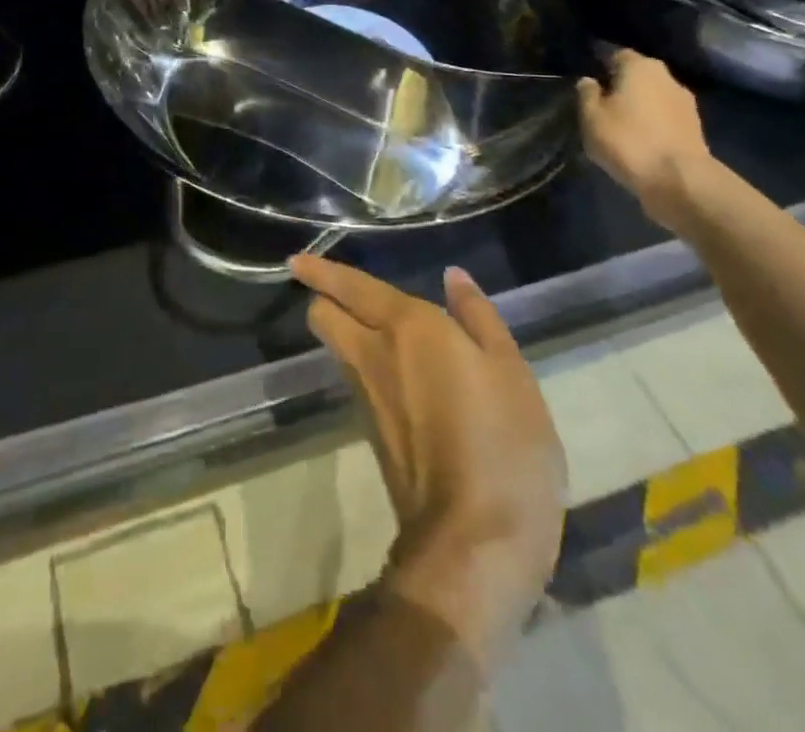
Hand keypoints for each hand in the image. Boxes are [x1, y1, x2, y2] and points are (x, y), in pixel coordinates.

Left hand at [291, 255, 564, 670]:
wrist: (474, 542)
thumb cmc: (503, 442)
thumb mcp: (510, 370)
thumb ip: (477, 317)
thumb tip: (452, 277)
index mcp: (406, 326)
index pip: (349, 286)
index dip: (320, 270)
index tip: (295, 262)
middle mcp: (374, 354)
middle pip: (324, 317)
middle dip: (323, 299)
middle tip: (340, 293)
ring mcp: (367, 398)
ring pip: (338, 349)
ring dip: (343, 332)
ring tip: (370, 326)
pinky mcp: (371, 435)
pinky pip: (356, 382)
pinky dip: (364, 366)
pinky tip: (394, 373)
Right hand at [577, 48, 714, 226]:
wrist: (679, 180)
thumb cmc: (627, 140)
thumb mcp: (591, 117)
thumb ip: (587, 94)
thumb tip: (589, 81)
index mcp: (640, 66)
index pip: (616, 54)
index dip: (600, 65)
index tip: (588, 82)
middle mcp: (667, 77)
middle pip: (638, 75)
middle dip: (621, 86)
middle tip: (601, 105)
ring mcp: (685, 102)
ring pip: (653, 97)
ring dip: (639, 106)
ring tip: (620, 126)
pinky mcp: (695, 127)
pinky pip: (665, 117)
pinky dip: (653, 124)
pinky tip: (640, 140)